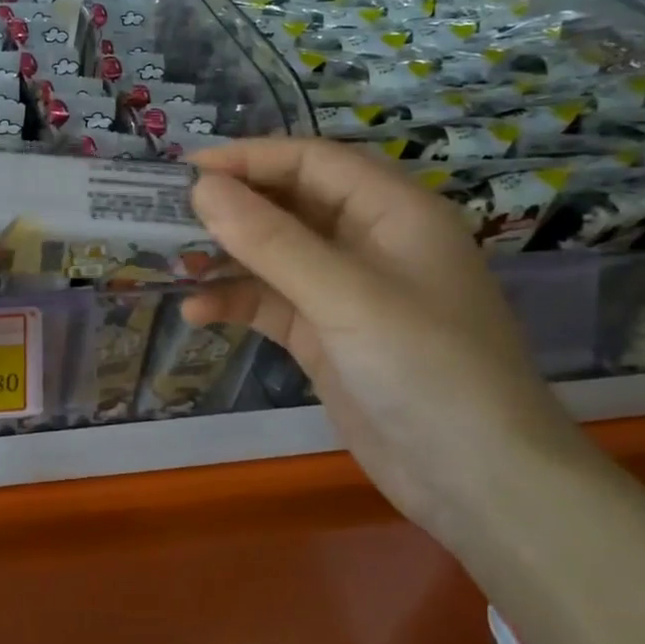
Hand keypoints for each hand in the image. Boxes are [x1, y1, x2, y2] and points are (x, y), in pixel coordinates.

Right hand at [186, 138, 588, 548]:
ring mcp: (345, 291)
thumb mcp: (346, 297)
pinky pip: (270, 302)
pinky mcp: (326, 335)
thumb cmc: (427, 370)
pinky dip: (234, 302)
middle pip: (288, 204)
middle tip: (166, 213)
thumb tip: (201, 188)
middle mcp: (368, 241)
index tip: (186, 169)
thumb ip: (271, 240)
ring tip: (173, 263)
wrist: (478, 485)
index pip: (311, 162)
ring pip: (273, 254)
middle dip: (231, 207)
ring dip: (225, 257)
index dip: (249, 158)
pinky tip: (196, 312)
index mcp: (392, 211)